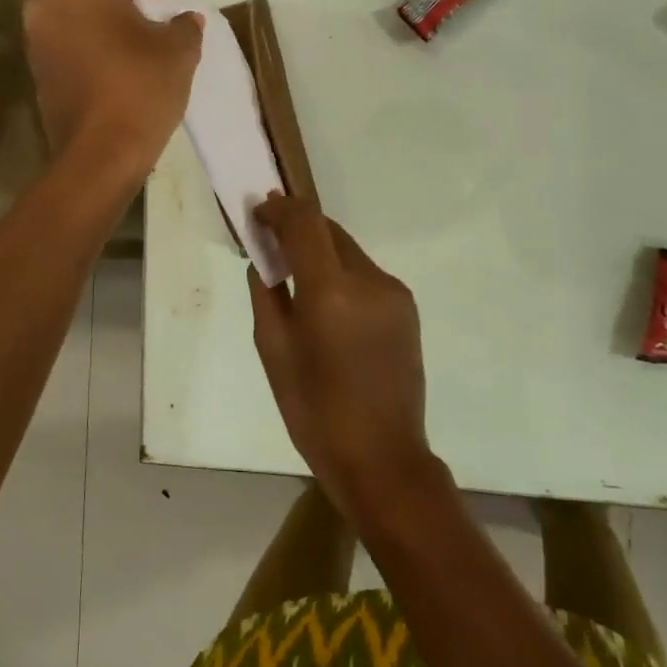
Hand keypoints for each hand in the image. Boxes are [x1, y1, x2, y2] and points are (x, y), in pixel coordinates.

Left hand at [23, 0, 202, 178]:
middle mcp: (49, 2)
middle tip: (157, 3)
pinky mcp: (39, 72)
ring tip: (146, 32)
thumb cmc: (140, 86)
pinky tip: (126, 60)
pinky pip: (68, 39)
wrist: (99, 153)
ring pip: (75, 10)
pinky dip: (95, 38)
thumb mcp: (178, 49)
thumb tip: (187, 19)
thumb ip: (184, 24)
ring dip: (110, 13)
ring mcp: (38, 40)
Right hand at [247, 195, 435, 520]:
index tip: (259, 211)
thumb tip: (265, 260)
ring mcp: (394, 293)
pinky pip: (365, 275)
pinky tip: (327, 304)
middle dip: (298, 228)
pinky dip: (341, 274)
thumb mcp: (273, 351)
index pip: (304, 223)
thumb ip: (266, 294)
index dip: (279, 209)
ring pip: (348, 252)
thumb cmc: (314, 410)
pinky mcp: (407, 308)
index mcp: (331, 292)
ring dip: (320, 252)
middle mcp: (369, 280)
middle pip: (329, 231)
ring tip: (296, 276)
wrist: (381, 457)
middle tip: (270, 240)